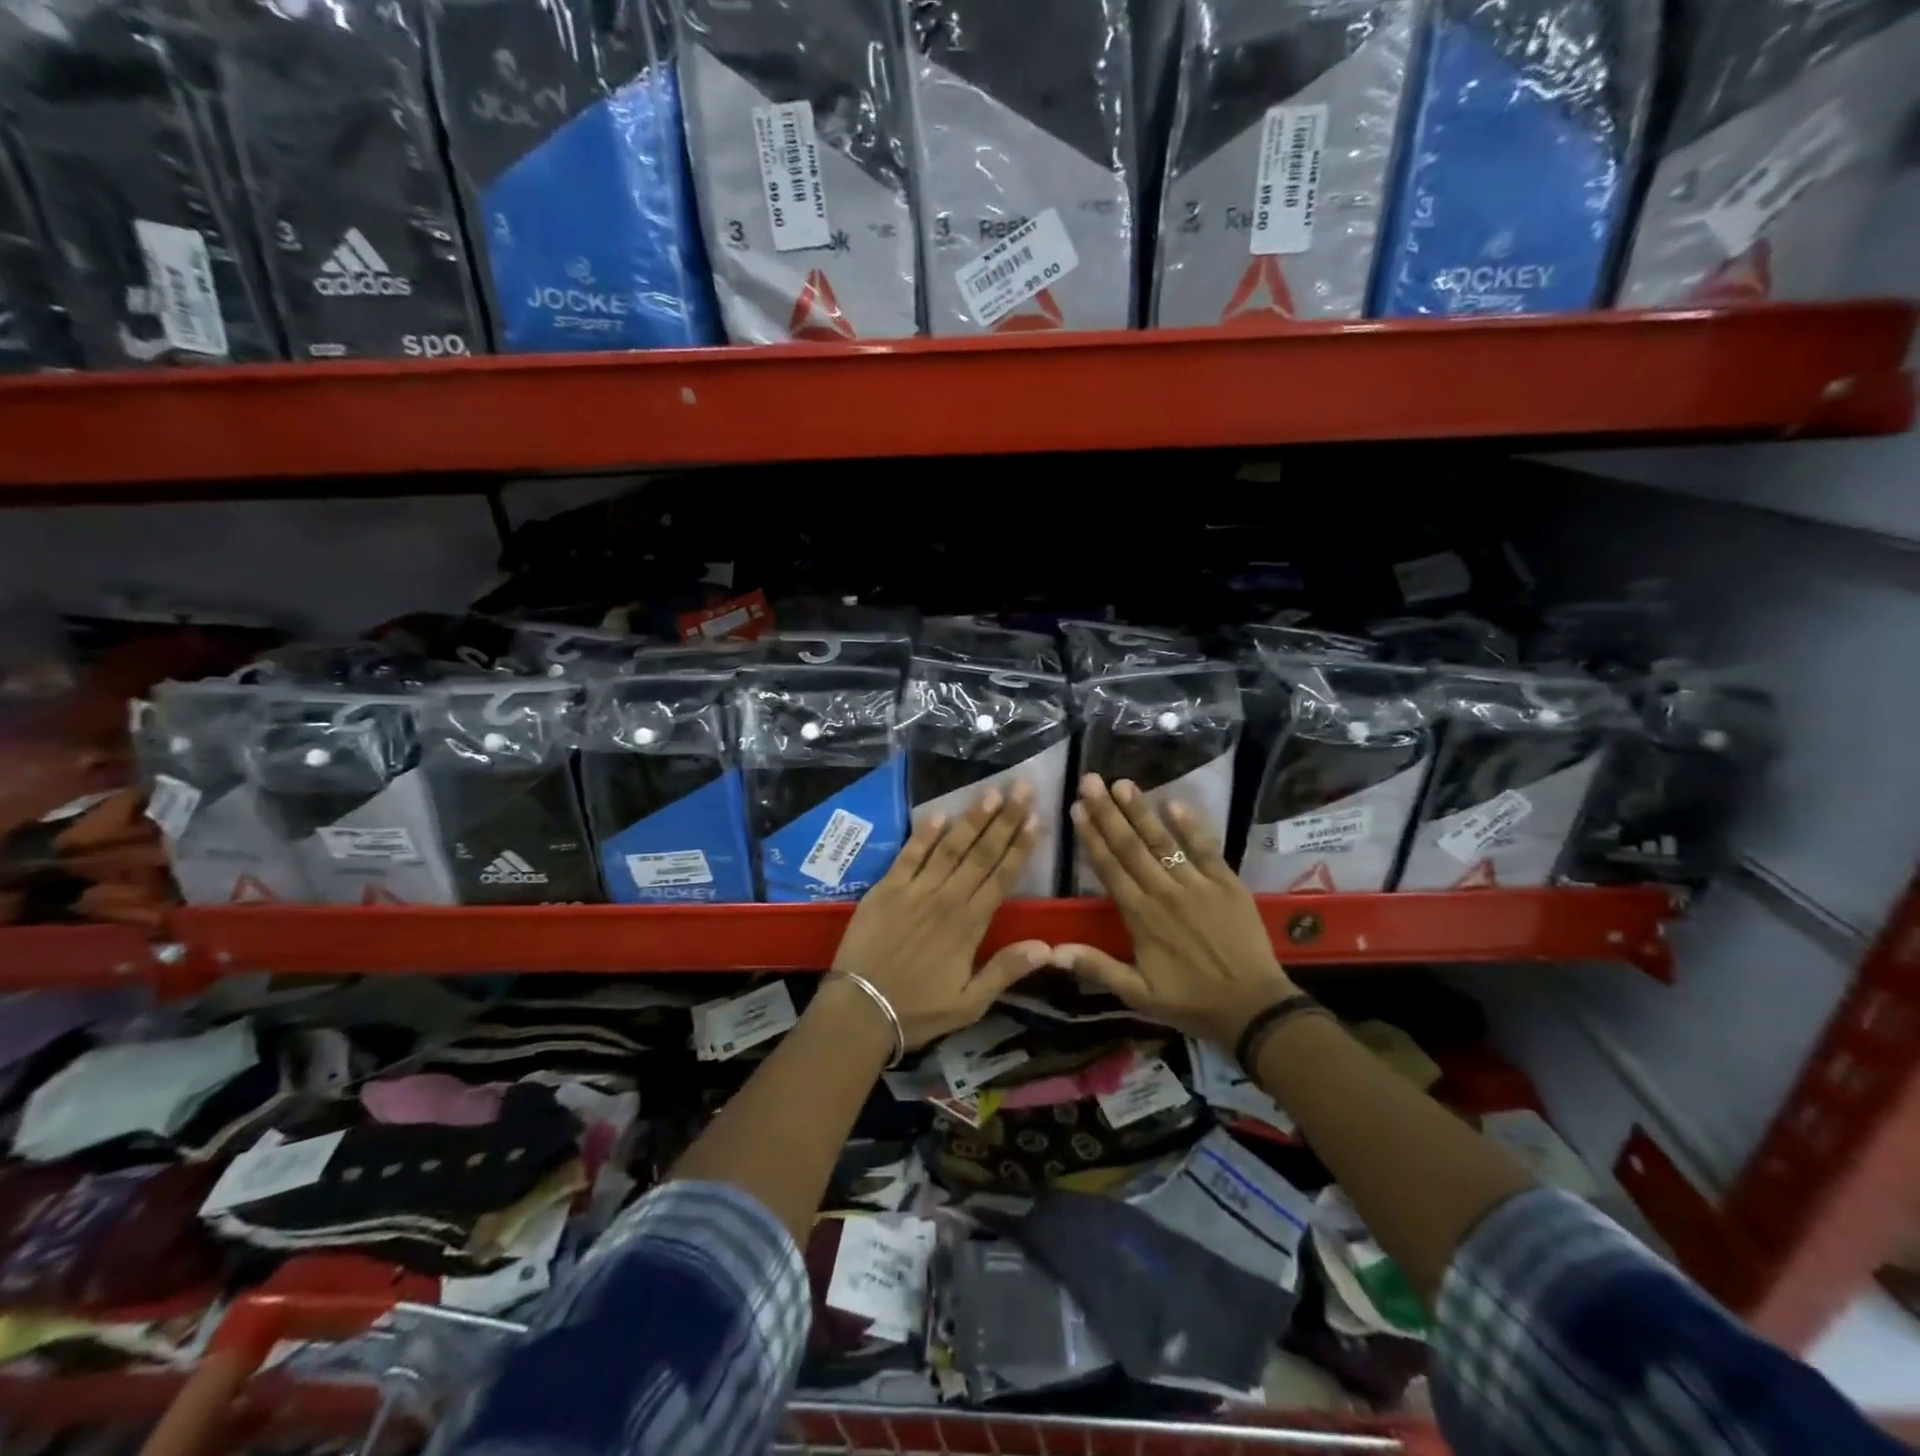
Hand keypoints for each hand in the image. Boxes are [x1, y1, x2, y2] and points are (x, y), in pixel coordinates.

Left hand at [830, 783, 1048, 1049]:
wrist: (860, 1009)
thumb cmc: (918, 1009)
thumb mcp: (970, 1003)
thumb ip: (1006, 971)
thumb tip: (1046, 946)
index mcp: (970, 925)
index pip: (1002, 877)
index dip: (1021, 847)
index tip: (1037, 819)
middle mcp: (947, 899)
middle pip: (982, 853)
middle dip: (1005, 819)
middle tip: (1022, 788)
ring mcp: (915, 890)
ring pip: (950, 847)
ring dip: (972, 818)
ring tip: (991, 792)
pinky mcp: (886, 888)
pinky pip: (909, 854)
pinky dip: (924, 834)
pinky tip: (939, 814)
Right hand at [1055, 774, 1295, 1047]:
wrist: (1253, 1006)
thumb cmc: (1191, 1001)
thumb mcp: (1138, 994)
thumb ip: (1097, 967)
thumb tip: (1052, 952)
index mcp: (1140, 916)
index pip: (1109, 868)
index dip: (1091, 837)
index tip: (1076, 808)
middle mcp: (1164, 892)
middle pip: (1130, 846)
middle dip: (1108, 811)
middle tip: (1091, 781)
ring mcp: (1197, 884)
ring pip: (1163, 841)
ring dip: (1141, 811)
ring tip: (1123, 783)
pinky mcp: (1226, 883)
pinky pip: (1206, 849)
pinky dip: (1191, 826)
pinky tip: (1175, 802)